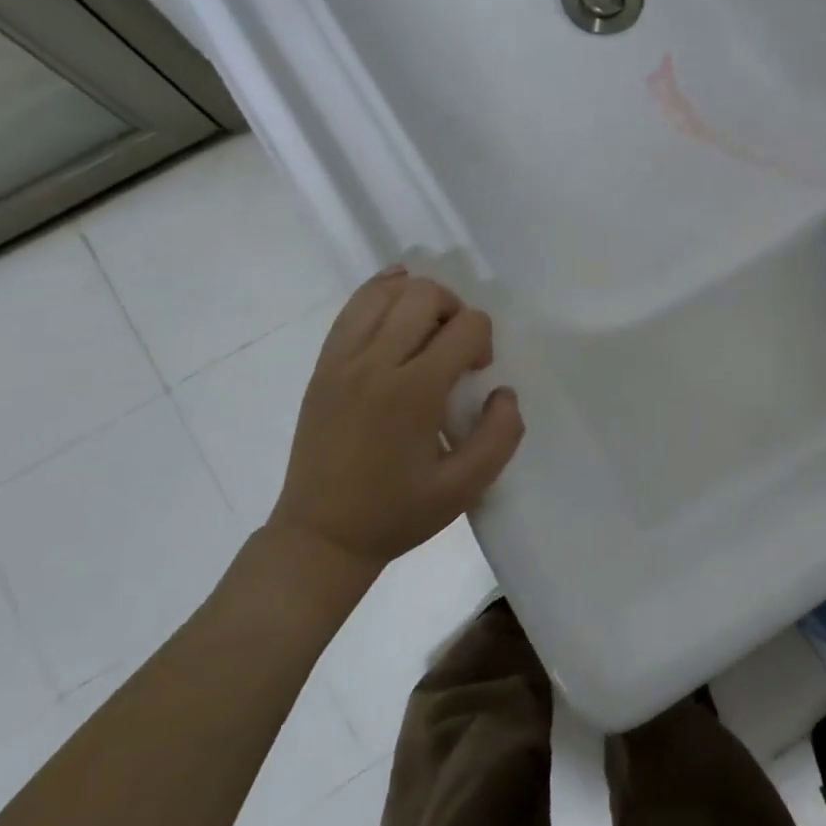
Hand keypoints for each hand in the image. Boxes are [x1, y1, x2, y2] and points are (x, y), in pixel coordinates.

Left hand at [265, 269, 524, 573]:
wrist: (321, 534)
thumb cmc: (397, 513)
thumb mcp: (464, 489)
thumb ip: (500, 436)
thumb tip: (503, 391)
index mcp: (414, 392)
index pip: (465, 327)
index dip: (483, 341)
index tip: (476, 374)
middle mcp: (375, 363)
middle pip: (425, 295)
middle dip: (455, 311)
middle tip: (456, 350)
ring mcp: (342, 360)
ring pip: (386, 291)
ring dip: (418, 299)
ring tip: (427, 332)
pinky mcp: (323, 364)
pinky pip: (352, 307)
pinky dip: (380, 294)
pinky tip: (397, 307)